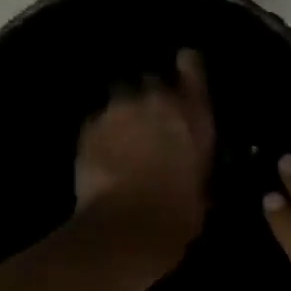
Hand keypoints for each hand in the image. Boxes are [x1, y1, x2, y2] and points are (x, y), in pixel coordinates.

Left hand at [74, 49, 214, 264]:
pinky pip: (97, 120)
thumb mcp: (202, 192)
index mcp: (194, 116)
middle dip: (150, 96)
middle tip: (149, 120)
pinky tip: (102, 152)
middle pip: (151, 80)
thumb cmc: (178, 215)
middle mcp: (157, 102)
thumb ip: (197, 169)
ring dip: (123, 111)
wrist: (128, 226)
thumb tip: (194, 174)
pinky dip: (101, 132)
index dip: (188, 66)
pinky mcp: (89, 127)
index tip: (184, 65)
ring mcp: (119, 111)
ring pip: (120, 96)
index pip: (193, 68)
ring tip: (122, 135)